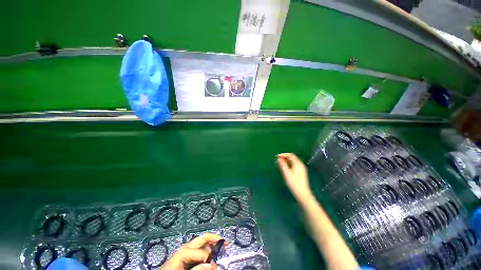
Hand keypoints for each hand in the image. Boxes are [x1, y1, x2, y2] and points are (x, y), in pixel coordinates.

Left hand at [161, 233, 225, 269]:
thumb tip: (212, 265)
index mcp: (184, 251)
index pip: (201, 253)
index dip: (209, 259)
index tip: (214, 267)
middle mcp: (186, 247)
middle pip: (203, 238)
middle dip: (214, 238)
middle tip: (225, 242)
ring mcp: (186, 250)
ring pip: (202, 243)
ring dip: (211, 245)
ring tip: (219, 248)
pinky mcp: (186, 255)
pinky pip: (199, 250)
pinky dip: (206, 250)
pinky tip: (211, 254)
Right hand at [277, 153, 312, 200]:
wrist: (302, 193)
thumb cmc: (294, 183)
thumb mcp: (286, 173)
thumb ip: (282, 165)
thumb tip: (279, 159)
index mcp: (298, 164)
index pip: (290, 155)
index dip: (283, 154)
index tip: (277, 156)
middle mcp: (300, 165)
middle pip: (292, 158)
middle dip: (284, 158)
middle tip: (277, 160)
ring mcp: (301, 169)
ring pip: (293, 162)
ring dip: (286, 161)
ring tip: (279, 164)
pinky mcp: (301, 173)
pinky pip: (294, 165)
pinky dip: (288, 165)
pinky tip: (285, 168)